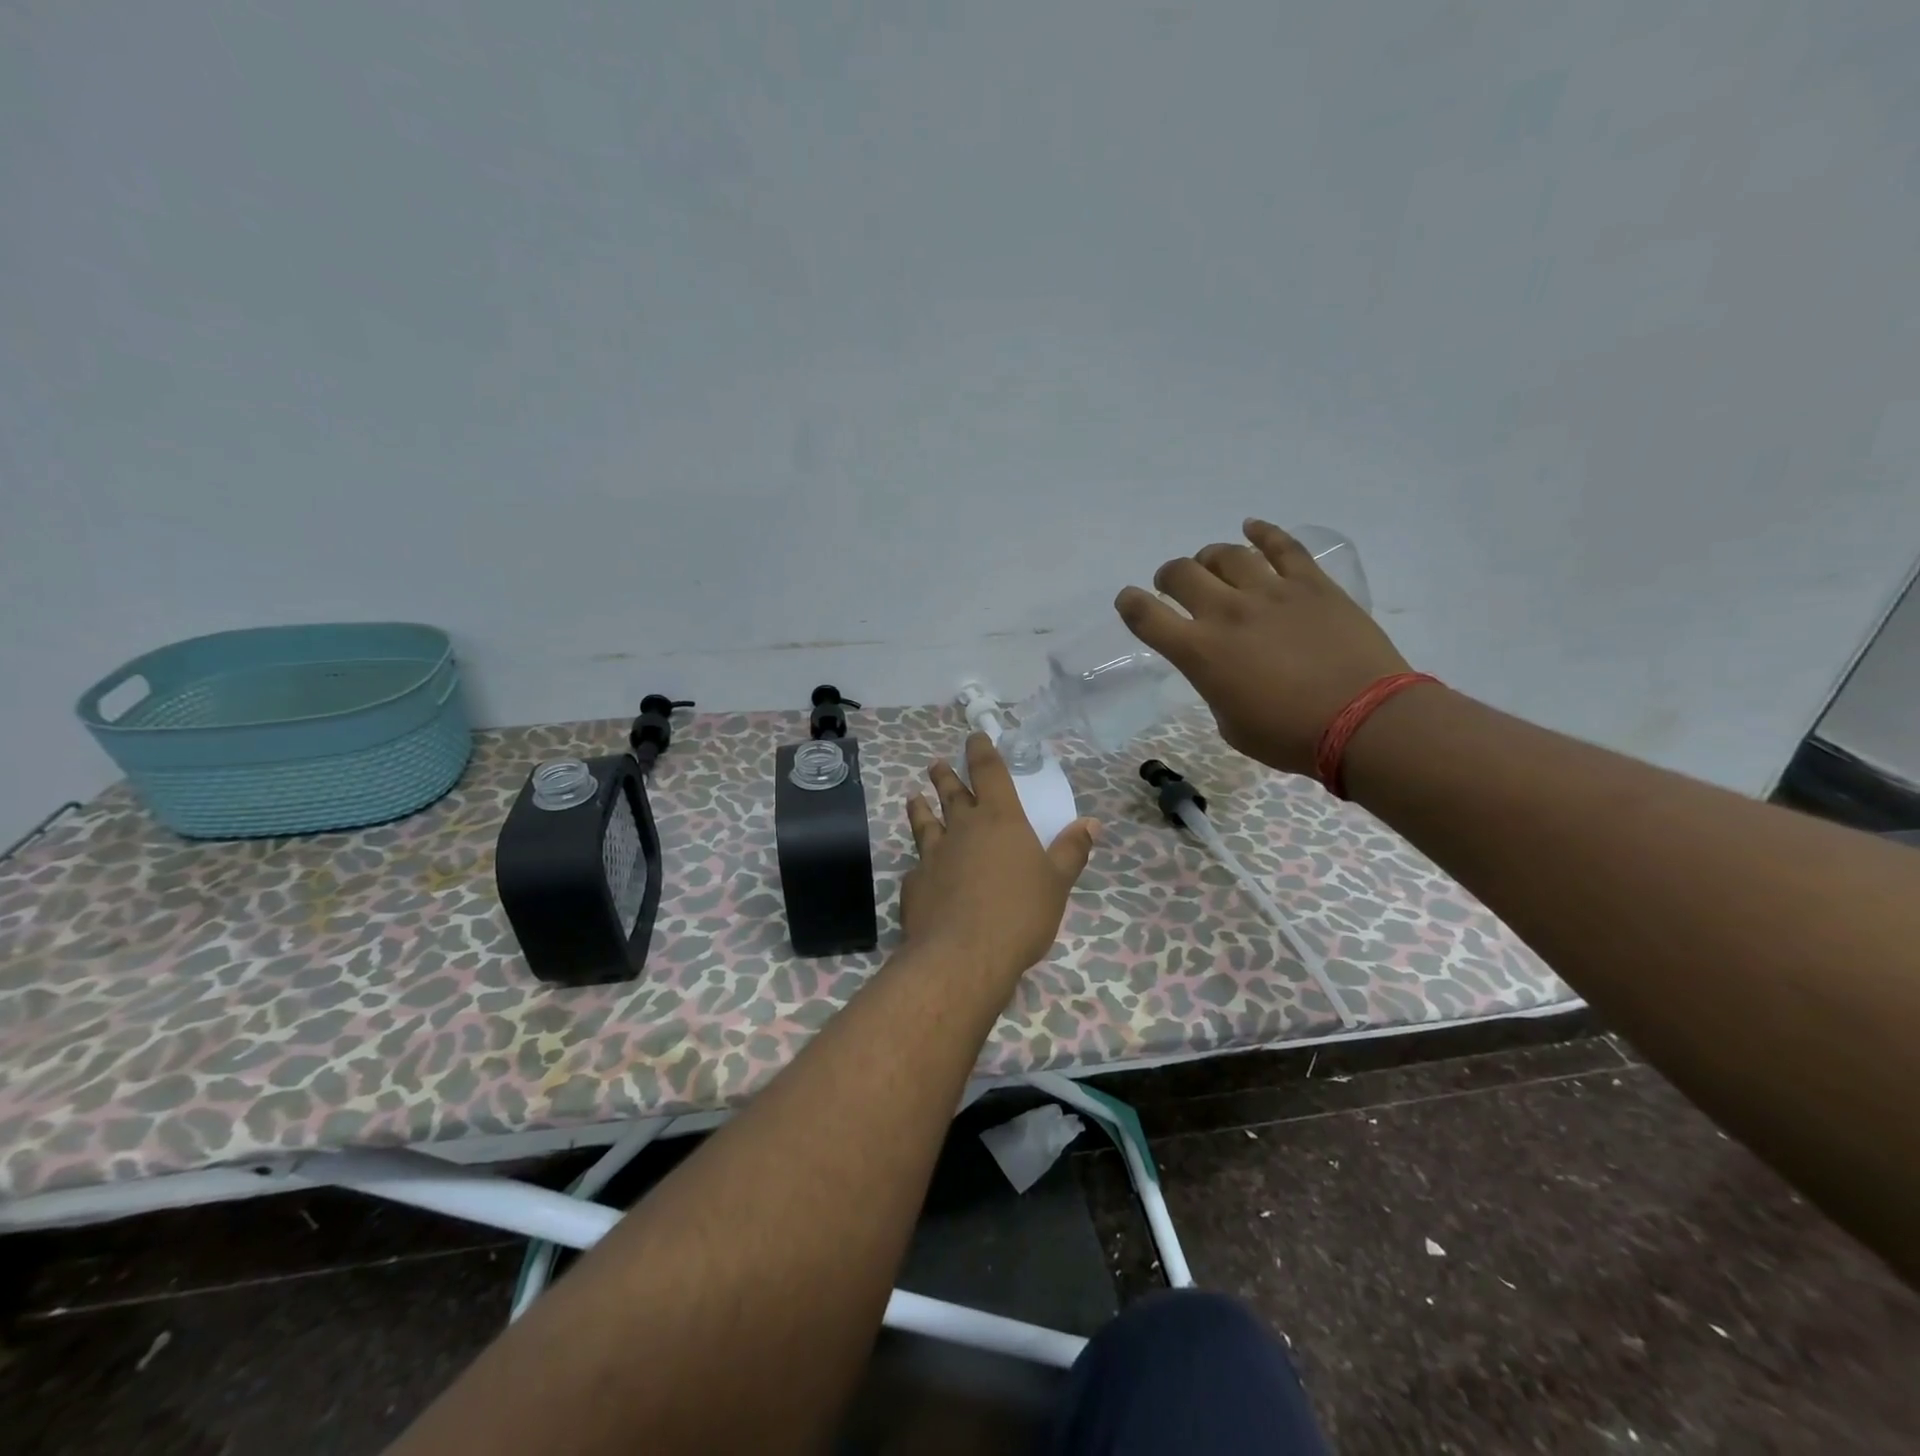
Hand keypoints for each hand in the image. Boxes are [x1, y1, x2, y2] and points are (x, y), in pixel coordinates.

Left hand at [901, 733, 1097, 980]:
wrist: (963, 955)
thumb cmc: (1020, 913)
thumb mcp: (1057, 883)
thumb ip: (1071, 851)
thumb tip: (1091, 823)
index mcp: (999, 820)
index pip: (989, 773)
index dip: (982, 751)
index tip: (975, 736)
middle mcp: (962, 828)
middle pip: (951, 793)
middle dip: (946, 776)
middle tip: (937, 764)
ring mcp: (933, 854)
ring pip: (924, 822)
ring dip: (920, 807)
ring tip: (914, 797)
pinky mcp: (914, 883)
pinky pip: (917, 864)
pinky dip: (919, 859)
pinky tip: (918, 865)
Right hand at [1115, 519, 1412, 775]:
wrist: (1363, 721)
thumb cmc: (1289, 736)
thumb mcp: (1230, 724)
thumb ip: (1215, 687)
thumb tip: (1223, 668)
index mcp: (1199, 652)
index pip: (1146, 616)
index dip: (1130, 604)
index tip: (1129, 601)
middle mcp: (1227, 612)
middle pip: (1182, 573)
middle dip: (1169, 577)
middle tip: (1174, 586)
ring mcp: (1271, 592)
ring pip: (1227, 555)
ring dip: (1210, 557)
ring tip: (1212, 564)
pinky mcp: (1311, 584)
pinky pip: (1282, 546)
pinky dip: (1263, 532)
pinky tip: (1252, 527)